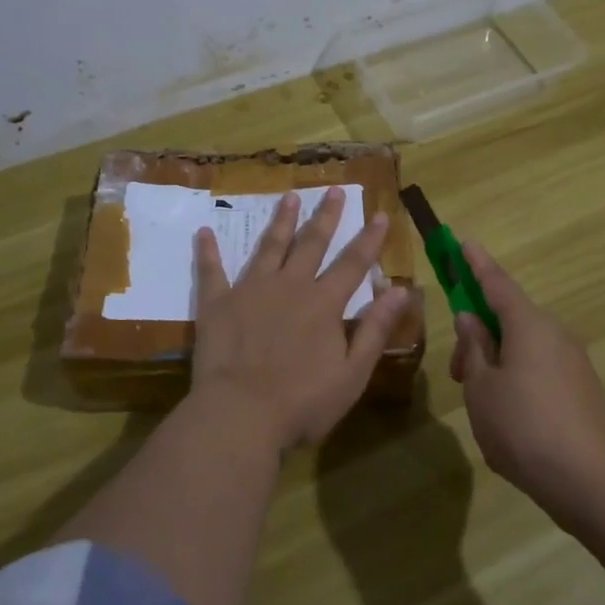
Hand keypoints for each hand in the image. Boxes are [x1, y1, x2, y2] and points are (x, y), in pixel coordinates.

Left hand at [190, 188, 411, 452]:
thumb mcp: (353, 372)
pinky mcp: (217, 304)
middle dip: (325, 216)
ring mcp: (250, 291)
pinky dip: (208, 252)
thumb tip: (400, 289)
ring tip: (289, 197)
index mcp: (323, 304)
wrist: (240, 414)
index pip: (352, 264)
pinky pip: (212, 272)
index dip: (369, 239)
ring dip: (281, 221)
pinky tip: (204, 232)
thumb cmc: (303, 402)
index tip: (380, 214)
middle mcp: (289, 286)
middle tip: (332, 190)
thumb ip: (375, 328)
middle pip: (311, 244)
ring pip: (269, 247)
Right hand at [449, 240, 604, 520]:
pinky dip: (516, 379)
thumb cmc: (524, 427)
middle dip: (478, 336)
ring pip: (523, 347)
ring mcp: (573, 362)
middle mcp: (555, 334)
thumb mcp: (481, 388)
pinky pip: (539, 369)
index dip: (476, 264)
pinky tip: (506, 417)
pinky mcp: (582, 390)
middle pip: (509, 319)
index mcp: (529, 324)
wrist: (592, 483)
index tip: (463, 242)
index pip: (496, 283)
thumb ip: (473, 349)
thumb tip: (470, 320)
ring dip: (495, 362)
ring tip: (478, 403)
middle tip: (455, 373)